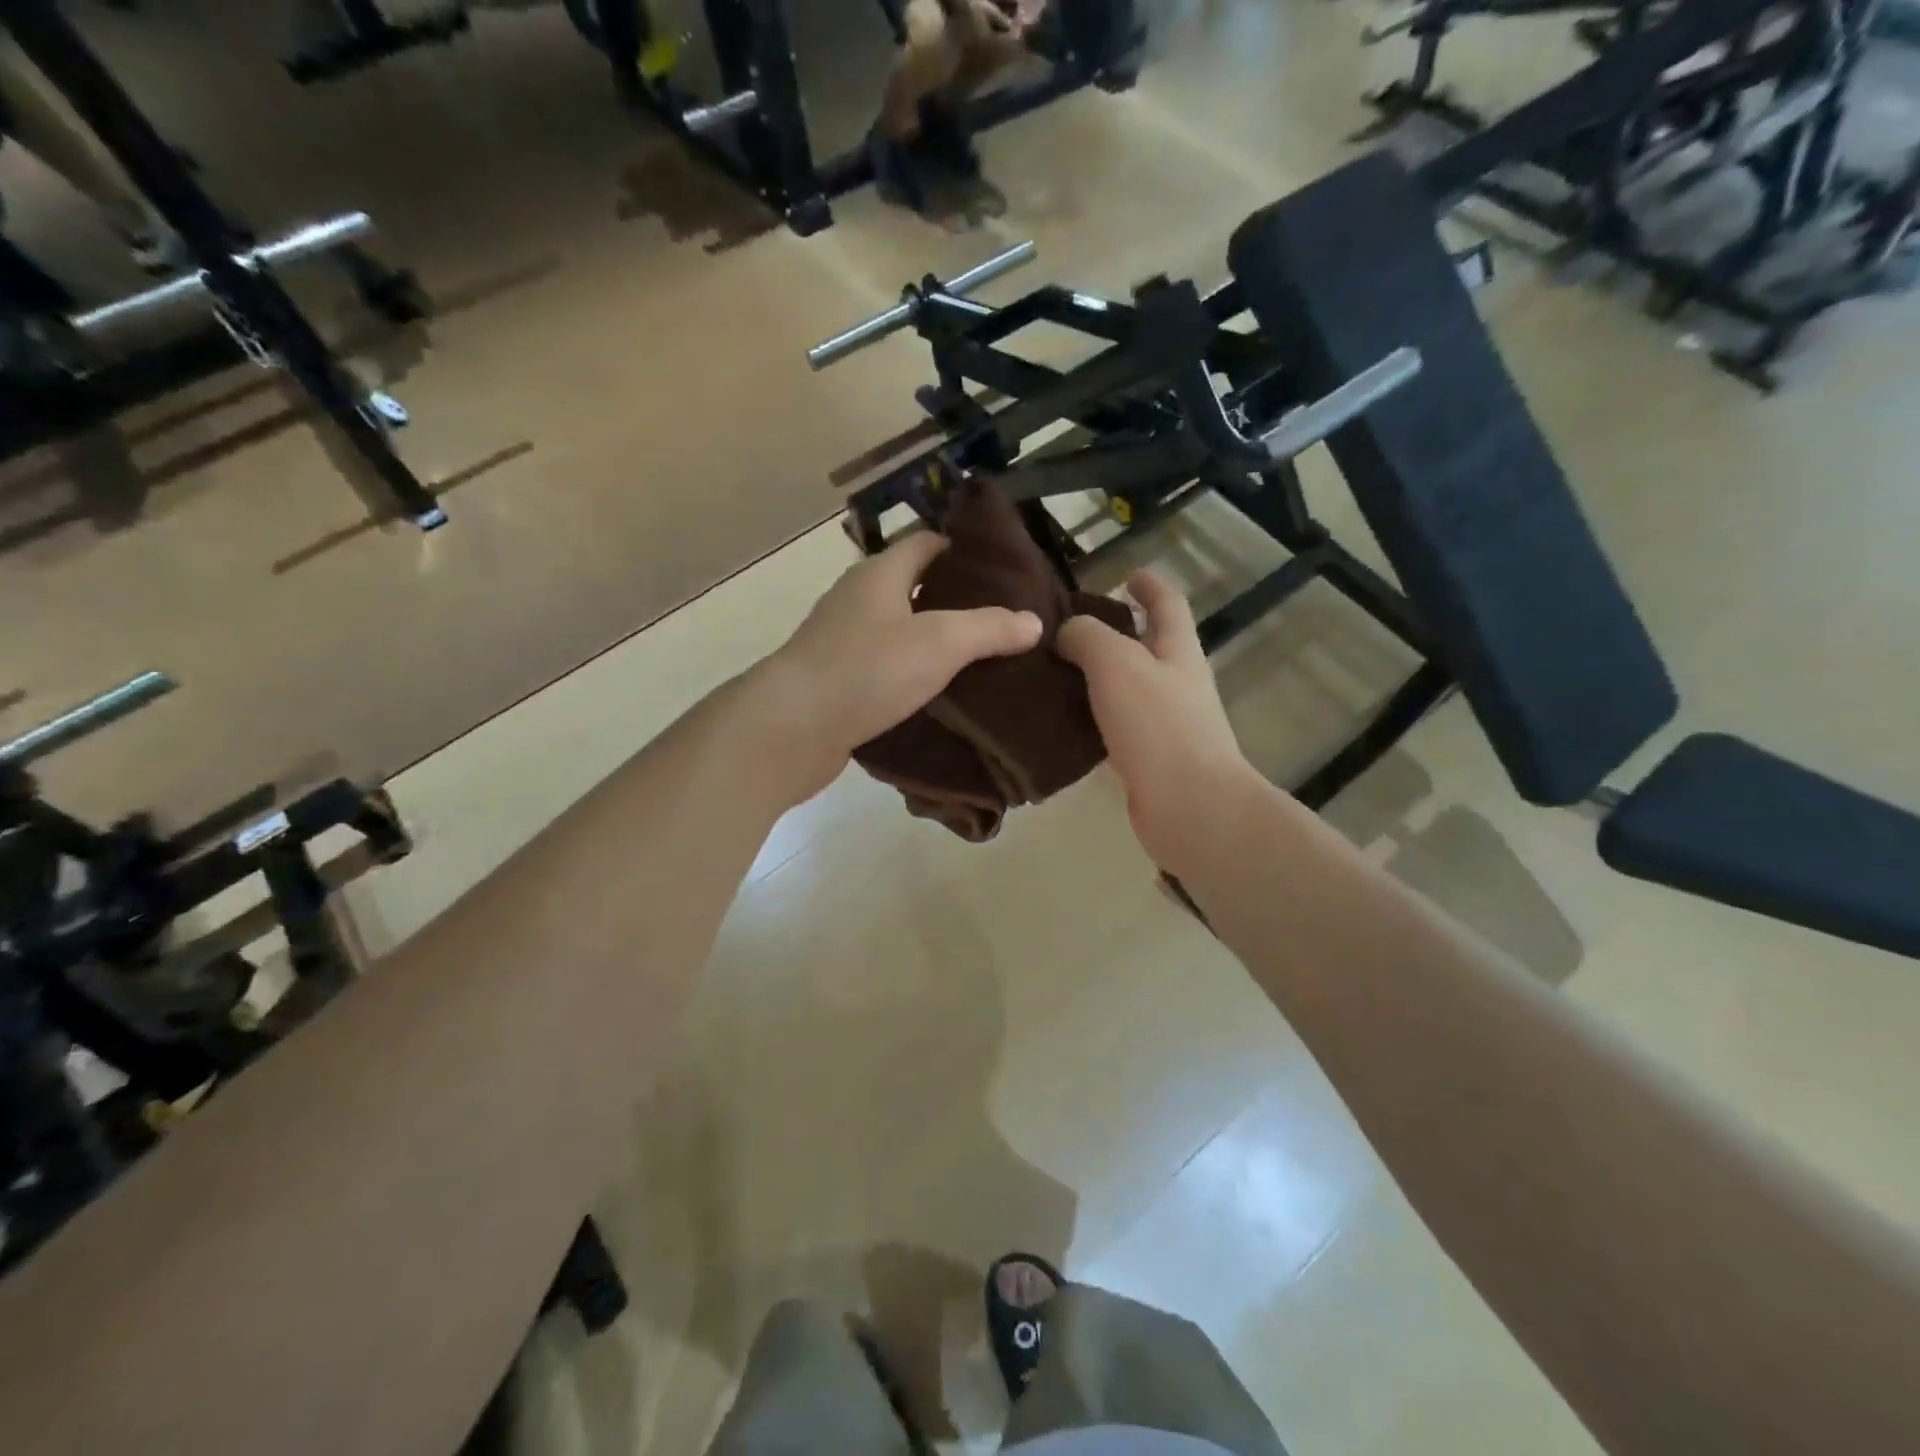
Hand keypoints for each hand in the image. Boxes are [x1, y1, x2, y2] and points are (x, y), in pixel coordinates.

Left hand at [757, 533, 1042, 803]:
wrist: (791, 728)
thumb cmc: (866, 670)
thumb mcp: (939, 642)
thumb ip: (989, 628)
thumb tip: (1034, 622)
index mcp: (880, 575)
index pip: (926, 543)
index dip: (962, 549)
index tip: (1002, 569)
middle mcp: (857, 600)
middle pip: (912, 587)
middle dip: (954, 599)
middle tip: (1002, 619)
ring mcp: (842, 642)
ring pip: (898, 631)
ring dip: (933, 642)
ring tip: (981, 660)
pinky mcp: (836, 682)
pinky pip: (884, 669)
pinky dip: (911, 676)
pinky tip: (939, 698)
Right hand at [1056, 570, 1256, 868]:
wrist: (1190, 806)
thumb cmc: (1158, 725)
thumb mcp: (1116, 663)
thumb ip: (1087, 637)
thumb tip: (1066, 633)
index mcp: (1178, 650)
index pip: (1168, 604)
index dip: (1149, 586)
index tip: (1126, 575)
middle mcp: (1177, 683)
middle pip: (1148, 646)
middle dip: (1117, 632)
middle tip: (1068, 628)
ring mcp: (1166, 723)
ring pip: (1128, 688)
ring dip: (1097, 677)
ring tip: (1053, 672)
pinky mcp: (1149, 759)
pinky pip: (1116, 727)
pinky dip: (1092, 718)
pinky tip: (1061, 722)